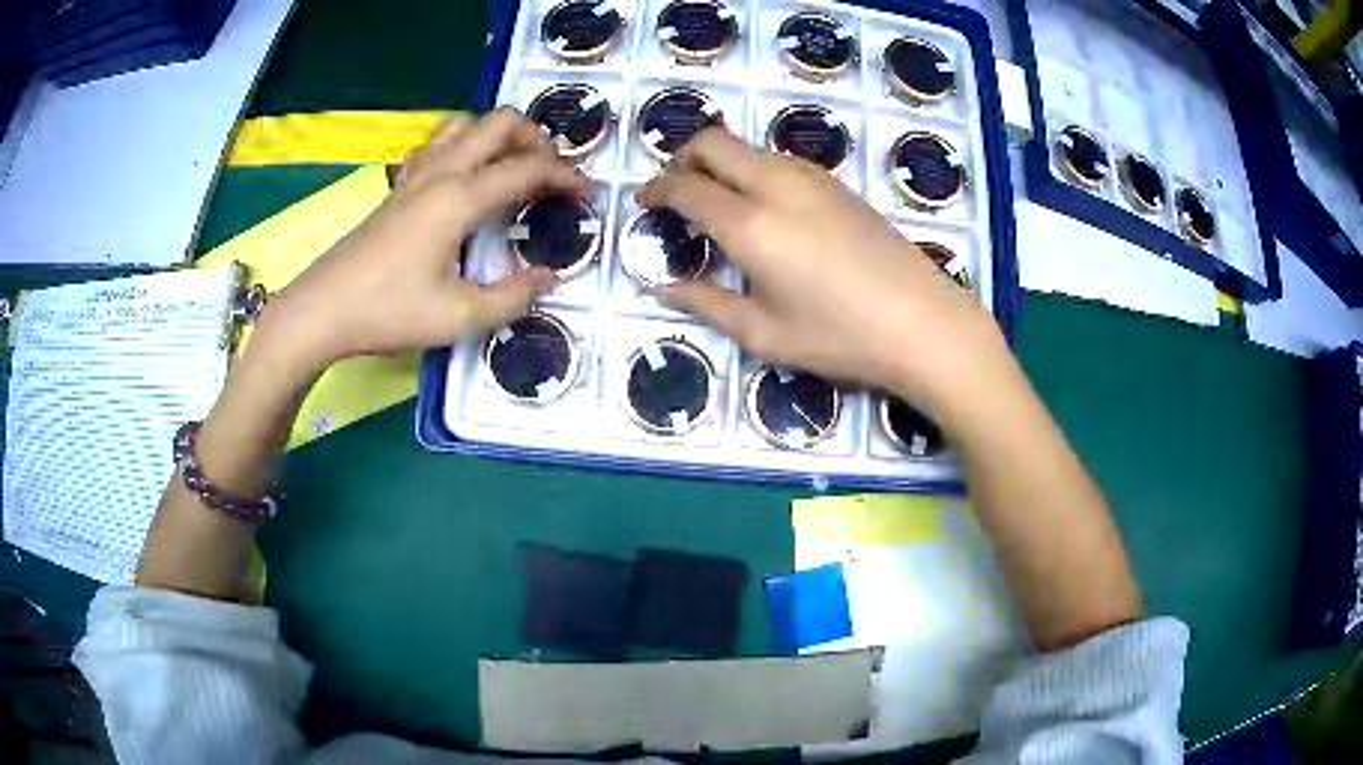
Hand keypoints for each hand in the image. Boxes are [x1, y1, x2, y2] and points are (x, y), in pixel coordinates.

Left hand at [262, 108, 593, 370]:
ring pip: (465, 124)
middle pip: (499, 124)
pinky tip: (462, 175)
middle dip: (536, 139)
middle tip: (551, 174)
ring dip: (496, 136)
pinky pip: (436, 145)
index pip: (527, 170)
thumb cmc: (387, 313)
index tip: (590, 195)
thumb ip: (512, 296)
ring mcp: (415, 176)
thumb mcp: (458, 317)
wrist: (322, 310)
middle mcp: (441, 173)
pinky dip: (461, 146)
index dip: (567, 177)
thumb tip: (548, 279)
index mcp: (459, 198)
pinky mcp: (397, 188)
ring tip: (511, 167)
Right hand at [640, 128, 1008, 414]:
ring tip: (721, 206)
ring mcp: (813, 178)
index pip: (685, 186)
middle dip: (684, 159)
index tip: (645, 203)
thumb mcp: (764, 334)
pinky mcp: (839, 185)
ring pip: (750, 147)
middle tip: (678, 194)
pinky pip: (780, 160)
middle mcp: (777, 185)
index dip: (656, 190)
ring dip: (723, 164)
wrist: (923, 323)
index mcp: (750, 224)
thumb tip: (663, 287)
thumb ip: (706, 304)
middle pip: (714, 142)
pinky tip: (768, 211)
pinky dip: (756, 171)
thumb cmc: (840, 337)